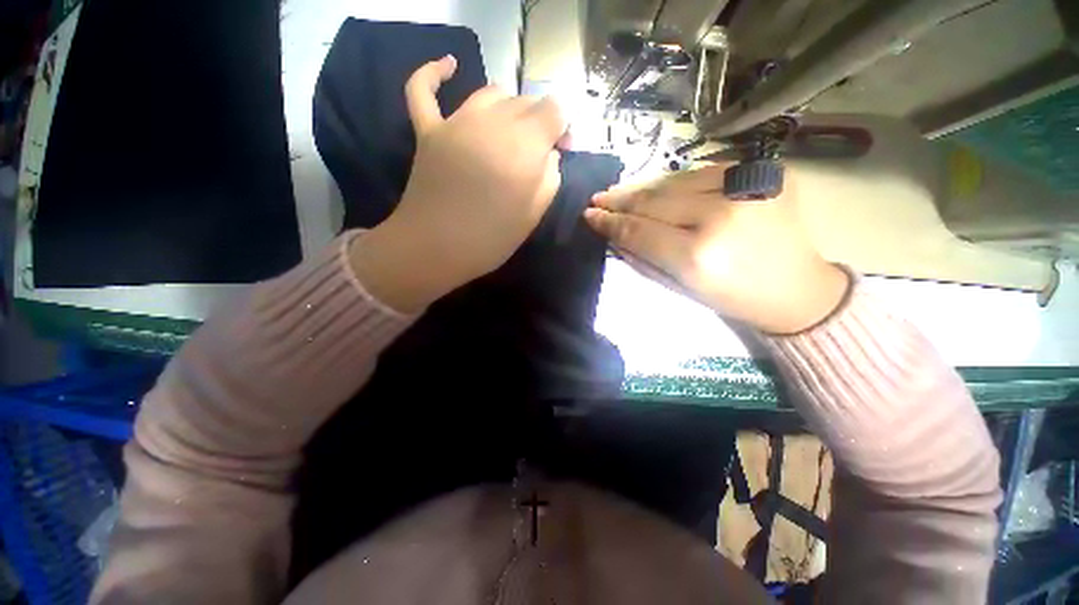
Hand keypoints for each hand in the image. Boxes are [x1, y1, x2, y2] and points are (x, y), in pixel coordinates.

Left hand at [352, 56, 567, 312]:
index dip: (562, 126)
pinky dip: (434, 73)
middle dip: (539, 121)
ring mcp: (455, 123)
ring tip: (511, 133)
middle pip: (525, 101)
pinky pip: (424, 89)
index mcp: (523, 147)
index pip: (554, 109)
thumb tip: (549, 155)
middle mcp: (492, 123)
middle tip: (538, 151)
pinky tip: (448, 61)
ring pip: (491, 94)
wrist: (434, 250)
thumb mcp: (533, 216)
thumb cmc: (489, 240)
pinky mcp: (428, 130)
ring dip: (508, 108)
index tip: (560, 149)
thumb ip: (550, 179)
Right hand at [584, 165, 849, 333]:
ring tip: (620, 192)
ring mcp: (746, 187)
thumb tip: (613, 233)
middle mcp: (720, 214)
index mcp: (698, 255)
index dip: (611, 222)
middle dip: (621, 200)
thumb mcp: (680, 288)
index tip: (589, 215)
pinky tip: (658, 189)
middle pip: (654, 200)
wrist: (798, 288)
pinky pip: (703, 172)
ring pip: (675, 180)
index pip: (639, 230)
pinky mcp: (764, 173)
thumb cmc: (732, 298)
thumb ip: (643, 257)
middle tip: (598, 199)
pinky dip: (675, 182)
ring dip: (643, 188)